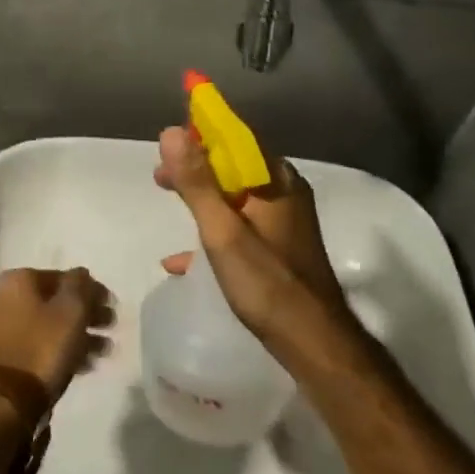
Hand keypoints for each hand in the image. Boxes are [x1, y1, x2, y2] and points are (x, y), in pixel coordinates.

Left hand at [0, 267, 113, 401]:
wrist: (2, 400)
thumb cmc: (42, 347)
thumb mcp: (71, 311)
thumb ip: (80, 285)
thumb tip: (81, 274)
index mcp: (17, 280)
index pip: (63, 277)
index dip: (91, 290)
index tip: (111, 306)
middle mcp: (1, 297)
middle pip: (53, 301)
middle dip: (85, 314)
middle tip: (110, 328)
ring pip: (45, 324)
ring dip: (75, 334)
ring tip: (102, 353)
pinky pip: (34, 344)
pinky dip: (57, 349)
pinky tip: (81, 365)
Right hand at [153, 126, 354, 347]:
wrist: (313, 343)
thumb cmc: (267, 283)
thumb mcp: (223, 231)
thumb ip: (197, 183)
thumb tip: (172, 131)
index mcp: (276, 181)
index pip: (236, 139)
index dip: (201, 134)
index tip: (168, 143)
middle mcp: (284, 194)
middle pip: (234, 167)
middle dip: (196, 169)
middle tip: (161, 178)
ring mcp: (284, 223)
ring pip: (236, 197)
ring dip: (202, 197)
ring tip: (171, 204)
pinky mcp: (279, 249)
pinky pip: (240, 226)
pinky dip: (213, 231)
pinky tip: (183, 260)